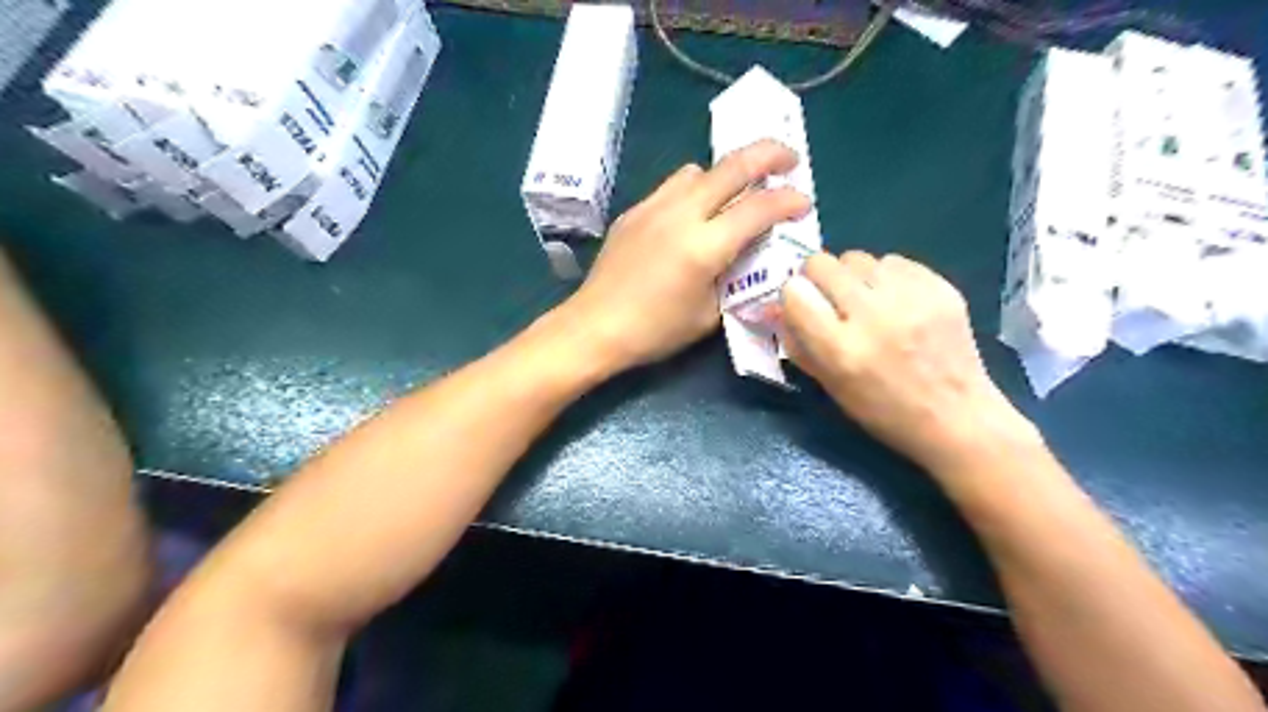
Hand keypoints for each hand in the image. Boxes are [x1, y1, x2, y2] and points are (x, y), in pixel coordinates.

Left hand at [565, 137, 811, 371]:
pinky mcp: (634, 211)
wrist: (596, 326)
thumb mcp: (709, 314)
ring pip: (699, 169)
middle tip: (790, 160)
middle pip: (733, 165)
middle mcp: (680, 214)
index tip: (805, 204)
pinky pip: (673, 185)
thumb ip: (736, 278)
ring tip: (736, 192)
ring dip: (726, 173)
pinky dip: (695, 188)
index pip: (758, 208)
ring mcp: (653, 207)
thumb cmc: (656, 331)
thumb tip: (750, 254)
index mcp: (703, 246)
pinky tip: (694, 212)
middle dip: (770, 155)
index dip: (788, 202)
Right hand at [784, 251, 1038, 482]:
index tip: (801, 305)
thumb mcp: (830, 387)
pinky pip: (893, 261)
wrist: (957, 417)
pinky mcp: (940, 287)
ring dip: (851, 276)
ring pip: (857, 257)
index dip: (793, 296)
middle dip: (817, 278)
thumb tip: (776, 307)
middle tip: (829, 299)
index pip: (794, 292)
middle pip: (822, 263)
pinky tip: (895, 301)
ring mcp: (910, 298)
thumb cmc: (883, 412)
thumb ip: (799, 344)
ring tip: (866, 301)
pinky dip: (885, 276)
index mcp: (841, 349)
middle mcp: (872, 316)